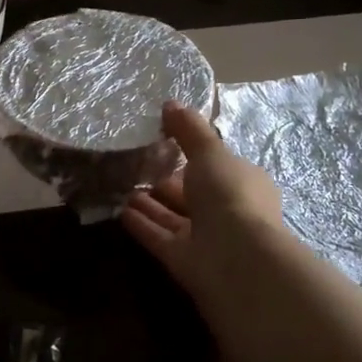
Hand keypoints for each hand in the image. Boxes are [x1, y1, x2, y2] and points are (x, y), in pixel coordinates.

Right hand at [121, 102, 284, 307]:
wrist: (235, 257)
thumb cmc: (229, 194)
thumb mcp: (210, 151)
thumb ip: (189, 129)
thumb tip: (170, 103)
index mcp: (243, 183)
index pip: (216, 166)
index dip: (192, 154)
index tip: (164, 141)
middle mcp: (226, 210)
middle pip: (192, 192)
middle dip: (167, 180)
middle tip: (135, 163)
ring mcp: (205, 238)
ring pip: (173, 215)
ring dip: (149, 202)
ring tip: (121, 184)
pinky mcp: (183, 259)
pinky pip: (158, 236)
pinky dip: (141, 224)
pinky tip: (119, 210)